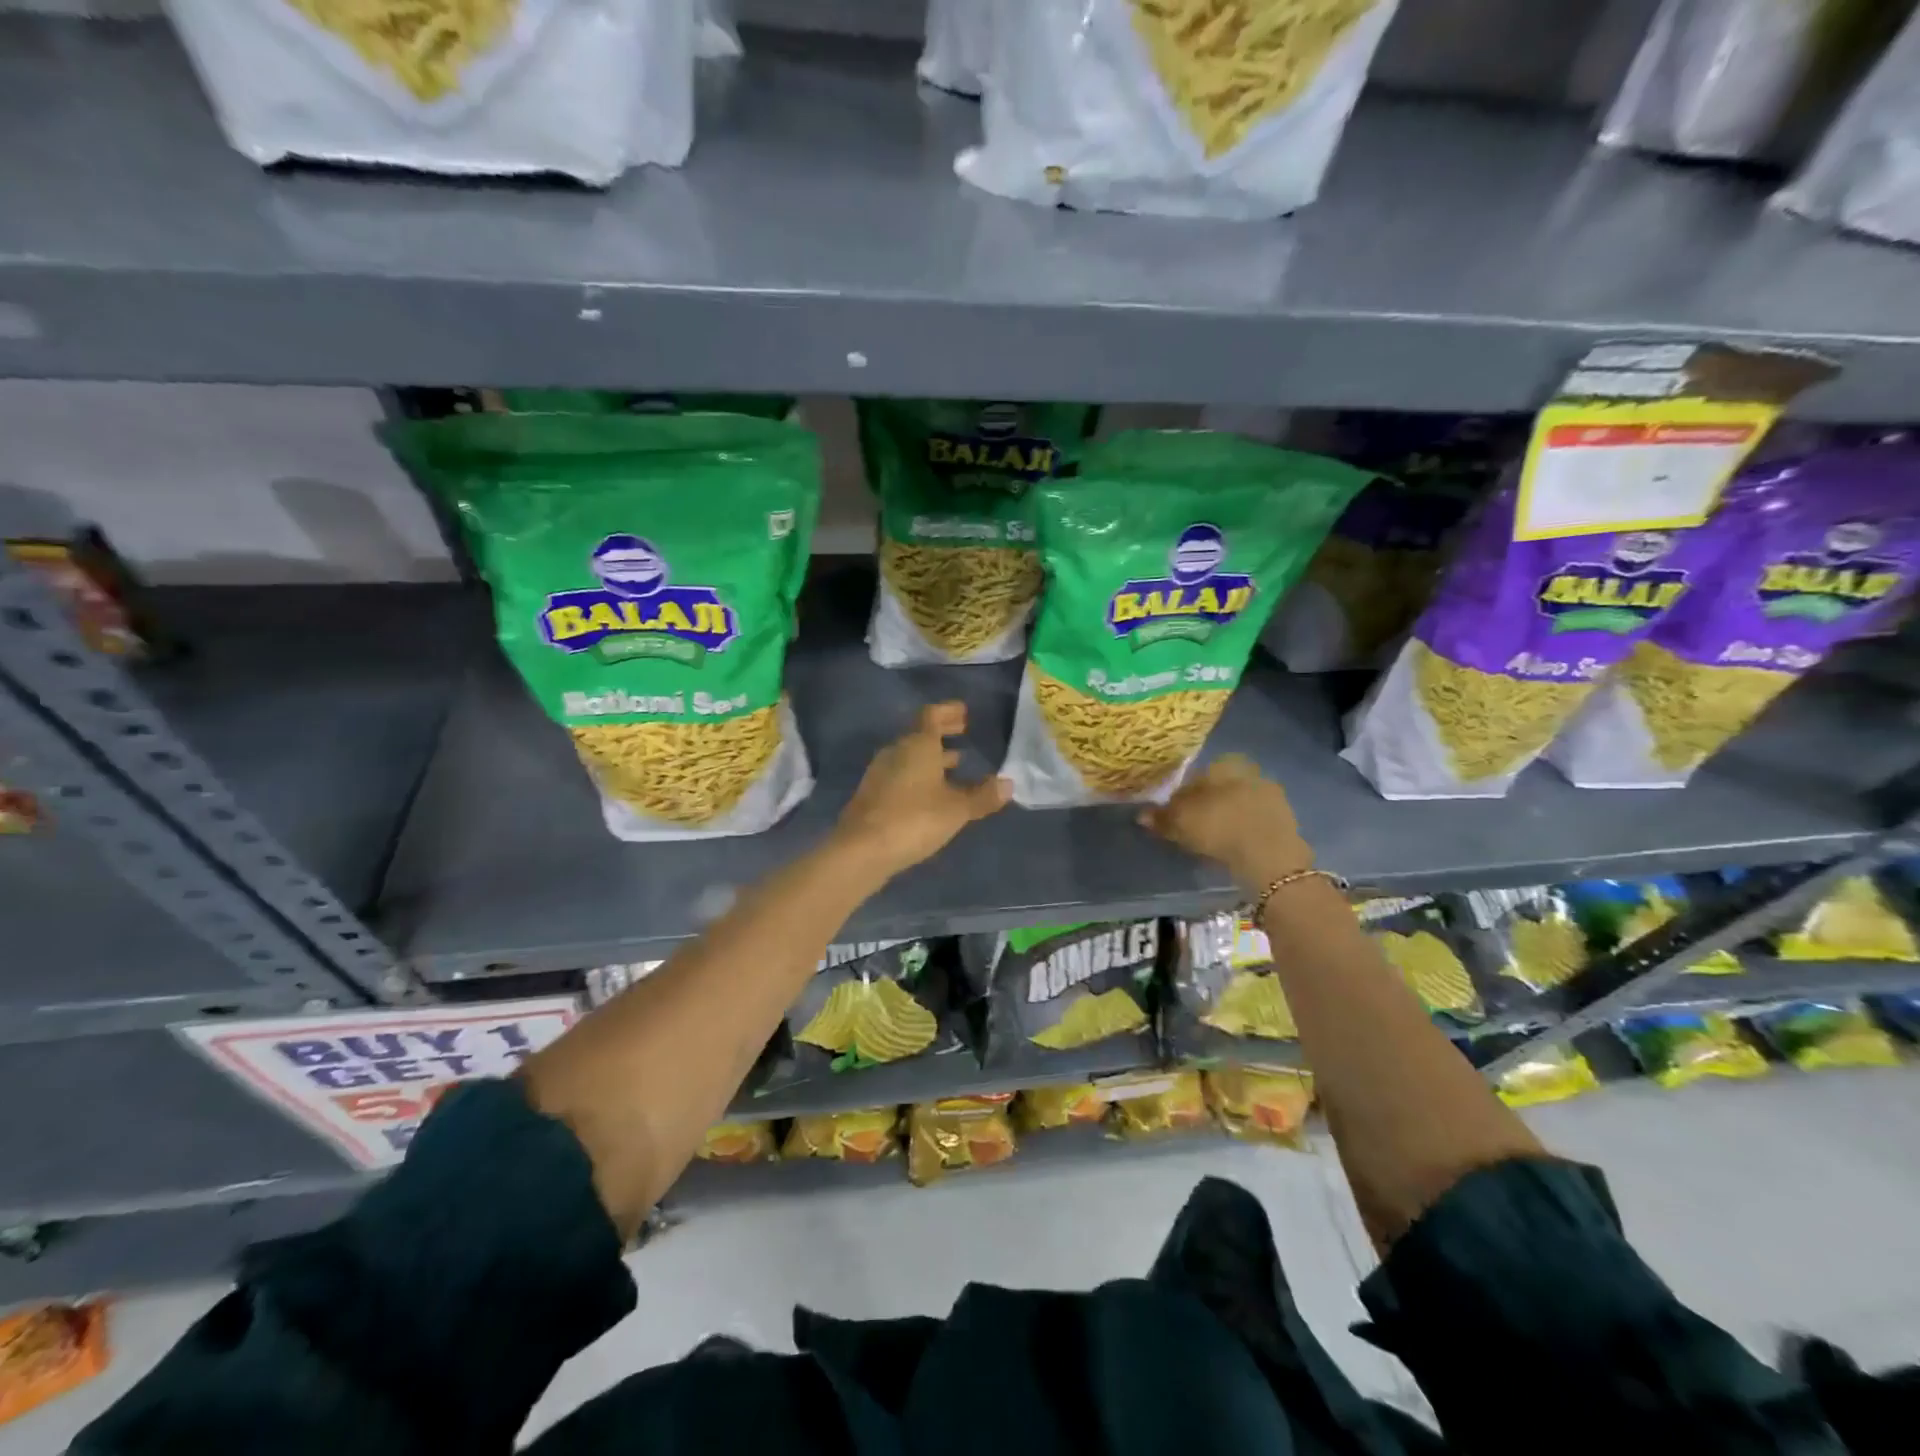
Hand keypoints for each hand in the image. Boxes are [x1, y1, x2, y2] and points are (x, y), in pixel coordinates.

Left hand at [832, 702, 1010, 878]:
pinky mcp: (872, 794)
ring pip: (910, 756)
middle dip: (943, 732)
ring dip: (932, 756)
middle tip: (962, 732)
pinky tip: (931, 793)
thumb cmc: (914, 819)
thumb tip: (1008, 784)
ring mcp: (880, 773)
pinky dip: (920, 775)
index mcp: (917, 745)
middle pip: (920, 734)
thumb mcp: (956, 810)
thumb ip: (982, 796)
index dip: (948, 711)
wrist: (861, 850)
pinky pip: (901, 774)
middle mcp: (896, 752)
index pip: (932, 715)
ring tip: (955, 763)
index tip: (964, 711)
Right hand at [1138, 754, 1313, 894]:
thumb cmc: (1219, 828)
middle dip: (1208, 803)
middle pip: (1220, 788)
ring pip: (1239, 803)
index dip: (1184, 794)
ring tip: (1215, 839)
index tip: (1177, 813)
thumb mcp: (1181, 823)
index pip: (1197, 775)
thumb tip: (1141, 814)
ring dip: (1228, 817)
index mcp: (1224, 765)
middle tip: (1195, 826)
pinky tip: (1235, 846)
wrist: (1270, 856)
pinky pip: (1255, 821)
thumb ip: (1161, 817)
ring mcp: (1271, 796)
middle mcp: (1249, 773)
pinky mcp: (1286, 819)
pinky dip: (1244, 830)